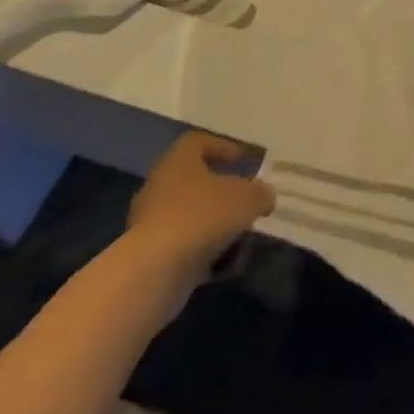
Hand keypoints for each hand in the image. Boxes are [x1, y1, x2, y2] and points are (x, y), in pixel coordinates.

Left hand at [125, 131, 275, 283]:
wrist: (154, 271)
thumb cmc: (202, 216)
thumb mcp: (247, 199)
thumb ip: (260, 193)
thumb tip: (264, 196)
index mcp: (179, 160)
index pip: (198, 142)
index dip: (222, 147)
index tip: (242, 160)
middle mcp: (160, 185)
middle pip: (195, 181)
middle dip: (223, 193)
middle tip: (246, 202)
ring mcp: (151, 221)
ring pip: (191, 216)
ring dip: (216, 225)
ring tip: (241, 239)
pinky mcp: (149, 254)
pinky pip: (183, 246)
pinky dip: (204, 252)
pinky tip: (225, 265)